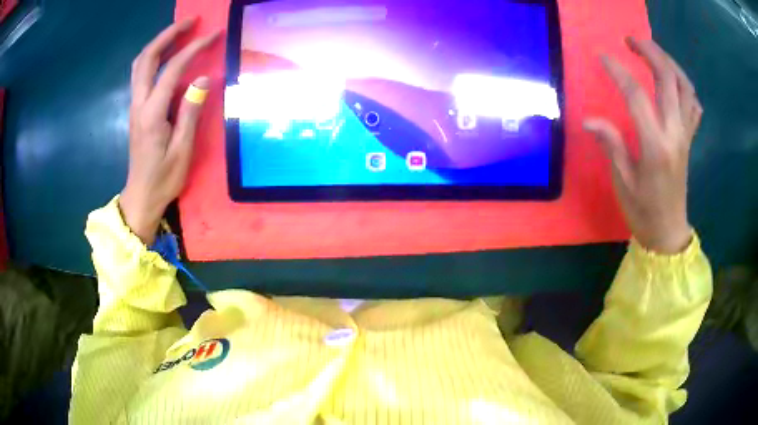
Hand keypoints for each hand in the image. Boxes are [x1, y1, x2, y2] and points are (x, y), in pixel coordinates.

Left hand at [119, 19, 219, 244]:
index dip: (194, 48)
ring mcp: (134, 106)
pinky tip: (166, 55)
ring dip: (158, 43)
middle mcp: (139, 104)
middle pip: (147, 58)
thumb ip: (190, 112)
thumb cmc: (163, 179)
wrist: (140, 197)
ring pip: (140, 64)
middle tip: (190, 21)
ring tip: (179, 32)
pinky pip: (141, 74)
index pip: (172, 69)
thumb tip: (203, 79)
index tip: (214, 34)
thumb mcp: (183, 151)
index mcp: (152, 113)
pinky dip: (154, 57)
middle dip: (168, 34)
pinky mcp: (135, 110)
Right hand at [583, 37, 701, 253]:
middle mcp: (675, 134)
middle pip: (668, 79)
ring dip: (670, 63)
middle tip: (631, 40)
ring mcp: (685, 135)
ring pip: (685, 87)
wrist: (668, 233)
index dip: (618, 71)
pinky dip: (684, 86)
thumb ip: (611, 145)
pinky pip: (693, 105)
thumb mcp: (623, 182)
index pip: (636, 96)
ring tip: (652, 52)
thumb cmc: (643, 212)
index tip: (602, 57)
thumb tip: (589, 120)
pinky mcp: (689, 139)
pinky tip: (673, 82)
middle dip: (650, 52)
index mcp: (656, 146)